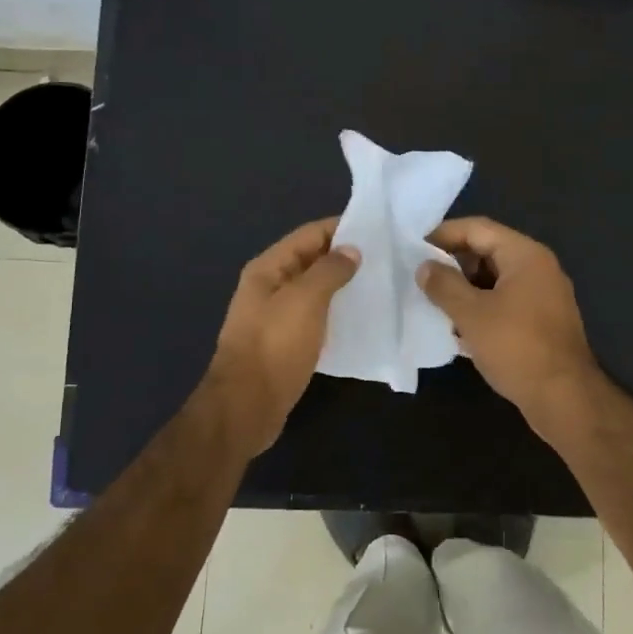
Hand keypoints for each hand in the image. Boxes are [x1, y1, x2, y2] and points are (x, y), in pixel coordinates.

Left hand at [205, 218, 359, 454]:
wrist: (247, 406)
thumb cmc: (275, 346)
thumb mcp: (305, 301)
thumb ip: (329, 271)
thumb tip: (351, 250)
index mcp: (268, 269)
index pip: (308, 235)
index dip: (340, 228)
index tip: (377, 229)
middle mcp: (269, 287)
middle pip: (310, 261)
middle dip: (344, 256)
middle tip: (385, 257)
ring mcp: (275, 317)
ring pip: (314, 291)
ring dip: (342, 286)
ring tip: (379, 284)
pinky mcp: (285, 343)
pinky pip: (315, 317)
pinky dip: (336, 313)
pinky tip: (360, 318)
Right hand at [417, 217, 601, 429]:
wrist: (564, 399)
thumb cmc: (516, 348)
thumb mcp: (471, 314)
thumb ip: (444, 285)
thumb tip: (424, 267)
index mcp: (525, 255)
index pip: (477, 229)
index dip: (443, 235)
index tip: (414, 251)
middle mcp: (538, 268)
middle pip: (487, 252)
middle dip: (453, 265)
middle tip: (421, 281)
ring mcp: (543, 296)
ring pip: (494, 281)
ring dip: (465, 290)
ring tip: (434, 306)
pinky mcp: (542, 322)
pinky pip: (505, 303)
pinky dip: (481, 309)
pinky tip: (458, 330)